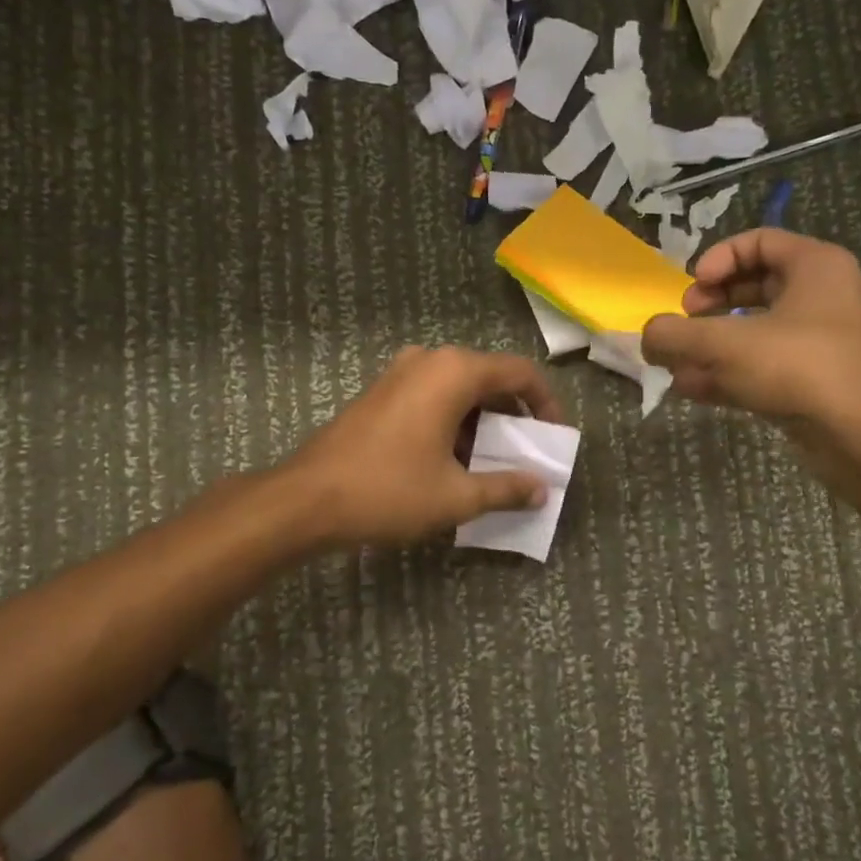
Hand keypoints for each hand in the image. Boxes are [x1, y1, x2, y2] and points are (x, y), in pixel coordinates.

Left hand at [285, 346, 566, 548]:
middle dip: (514, 416)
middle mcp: (429, 360)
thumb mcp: (457, 495)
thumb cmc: (388, 490)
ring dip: (482, 423)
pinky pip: (432, 397)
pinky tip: (454, 461)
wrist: (306, 500)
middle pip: (489, 378)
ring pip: (459, 390)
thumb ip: (506, 488)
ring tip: (493, 464)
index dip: (547, 404)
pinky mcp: (380, 392)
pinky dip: (453, 422)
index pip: (520, 373)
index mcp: (454, 371)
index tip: (554, 438)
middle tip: (527, 454)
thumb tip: (540, 490)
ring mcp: (400, 373)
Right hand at [640, 230, 860, 473]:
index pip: (758, 242)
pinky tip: (694, 389)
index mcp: (816, 266)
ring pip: (756, 331)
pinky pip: (765, 365)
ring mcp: (821, 342)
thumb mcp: (725, 344)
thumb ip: (675, 335)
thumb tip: (647, 336)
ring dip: (712, 345)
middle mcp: (823, 297)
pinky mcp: (815, 382)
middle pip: (755, 286)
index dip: (717, 259)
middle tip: (685, 323)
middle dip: (710, 305)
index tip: (691, 288)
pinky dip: (730, 372)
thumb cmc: (799, 368)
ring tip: (677, 365)